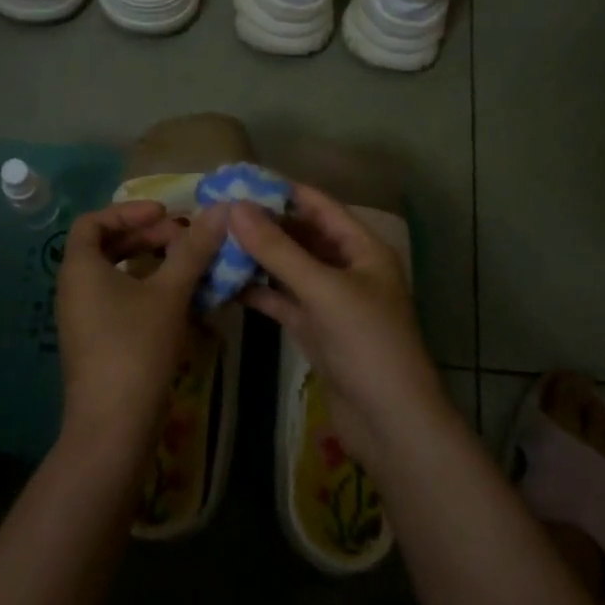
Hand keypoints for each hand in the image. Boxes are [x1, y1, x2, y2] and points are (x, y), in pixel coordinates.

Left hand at [54, 199, 227, 451]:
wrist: (113, 427)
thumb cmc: (136, 348)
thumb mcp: (169, 293)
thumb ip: (193, 249)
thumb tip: (221, 210)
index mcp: (80, 268)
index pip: (93, 221)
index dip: (129, 211)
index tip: (165, 214)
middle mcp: (74, 289)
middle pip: (106, 246)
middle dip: (146, 236)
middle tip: (183, 237)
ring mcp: (84, 318)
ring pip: (115, 275)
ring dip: (149, 262)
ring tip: (186, 264)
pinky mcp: (97, 342)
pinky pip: (119, 300)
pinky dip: (146, 289)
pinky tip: (180, 300)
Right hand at [228, 183, 446, 467]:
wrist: (391, 424)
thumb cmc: (367, 344)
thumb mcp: (322, 290)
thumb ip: (278, 249)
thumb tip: (235, 207)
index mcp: (362, 248)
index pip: (318, 205)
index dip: (280, 191)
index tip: (238, 180)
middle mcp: (347, 267)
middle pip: (301, 234)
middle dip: (262, 224)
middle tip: (216, 211)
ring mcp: (330, 300)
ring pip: (288, 268)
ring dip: (256, 257)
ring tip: (213, 241)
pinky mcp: (315, 329)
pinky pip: (282, 300)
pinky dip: (257, 291)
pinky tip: (223, 283)